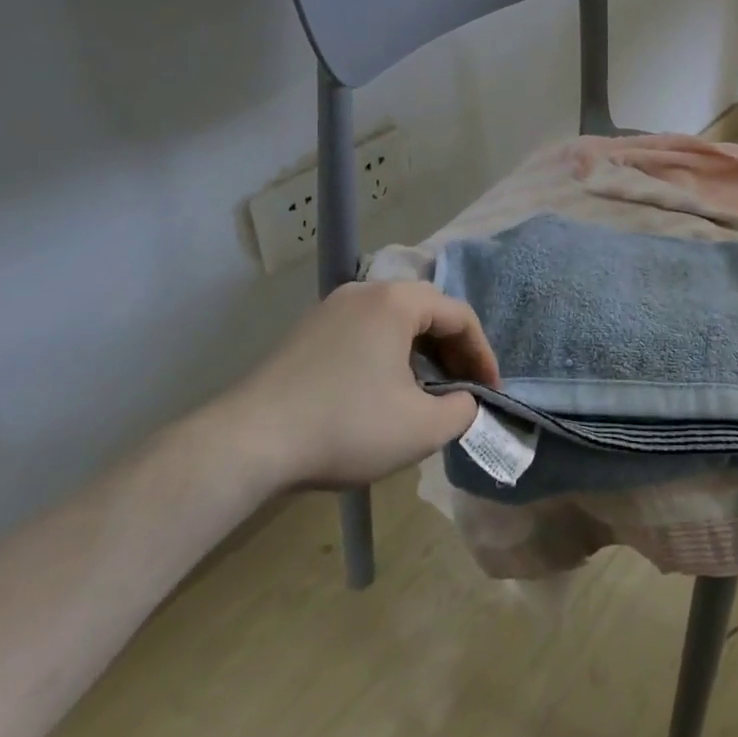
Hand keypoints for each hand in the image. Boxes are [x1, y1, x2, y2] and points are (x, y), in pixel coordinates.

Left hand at [217, 280, 498, 492]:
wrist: (246, 444)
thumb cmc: (346, 426)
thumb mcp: (422, 428)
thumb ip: (462, 411)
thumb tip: (463, 402)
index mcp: (397, 302)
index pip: (459, 316)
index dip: (483, 355)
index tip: (490, 393)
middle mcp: (365, 292)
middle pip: (427, 313)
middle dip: (453, 352)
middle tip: (464, 390)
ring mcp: (330, 310)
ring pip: (394, 323)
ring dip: (420, 355)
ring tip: (427, 393)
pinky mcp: (306, 334)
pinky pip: (364, 334)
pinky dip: (388, 357)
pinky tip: (383, 393)